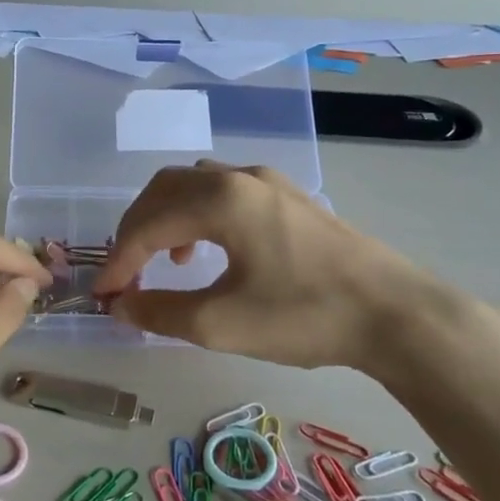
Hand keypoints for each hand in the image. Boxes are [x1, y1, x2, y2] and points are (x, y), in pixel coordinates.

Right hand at [93, 161, 459, 375]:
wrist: (396, 314)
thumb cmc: (304, 315)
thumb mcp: (221, 323)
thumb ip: (160, 312)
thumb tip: (120, 306)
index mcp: (220, 199)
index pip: (147, 224)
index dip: (118, 261)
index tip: (103, 296)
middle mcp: (239, 177)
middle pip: (165, 190)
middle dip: (136, 231)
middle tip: (125, 274)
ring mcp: (269, 183)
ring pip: (195, 185)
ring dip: (166, 219)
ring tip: (165, 262)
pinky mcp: (290, 198)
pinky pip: (225, 192)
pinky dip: (198, 216)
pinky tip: (210, 251)